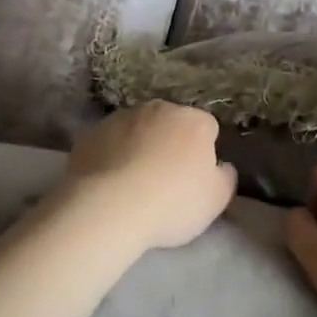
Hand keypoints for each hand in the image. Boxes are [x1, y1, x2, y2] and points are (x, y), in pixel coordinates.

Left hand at [61, 101, 236, 251]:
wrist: (109, 207)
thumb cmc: (172, 202)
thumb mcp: (216, 199)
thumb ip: (225, 177)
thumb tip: (221, 165)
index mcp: (193, 120)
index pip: (207, 127)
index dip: (204, 152)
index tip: (195, 177)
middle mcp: (158, 109)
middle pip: (170, 123)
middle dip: (170, 143)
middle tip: (164, 180)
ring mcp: (121, 117)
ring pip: (137, 129)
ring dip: (139, 146)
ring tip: (132, 183)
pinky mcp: (91, 132)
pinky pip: (109, 142)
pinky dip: (111, 155)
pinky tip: (108, 182)